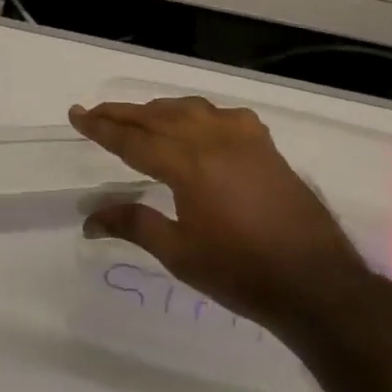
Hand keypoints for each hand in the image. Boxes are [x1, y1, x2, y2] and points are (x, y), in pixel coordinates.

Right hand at [68, 97, 369, 334]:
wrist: (316, 282)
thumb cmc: (241, 272)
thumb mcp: (179, 253)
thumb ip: (134, 225)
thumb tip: (89, 219)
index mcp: (187, 165)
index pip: (132, 139)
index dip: (100, 128)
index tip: (76, 115)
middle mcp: (213, 140)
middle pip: (156, 117)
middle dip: (122, 114)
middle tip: (94, 113)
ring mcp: (243, 139)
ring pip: (189, 109)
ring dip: (158, 110)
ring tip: (137, 117)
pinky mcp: (265, 146)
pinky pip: (223, 115)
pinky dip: (199, 114)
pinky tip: (197, 125)